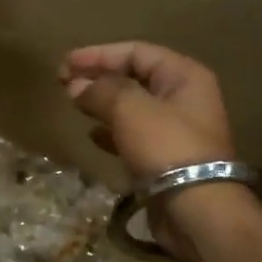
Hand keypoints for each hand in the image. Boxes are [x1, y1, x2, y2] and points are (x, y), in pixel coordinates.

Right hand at [60, 42, 234, 183]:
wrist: (197, 209)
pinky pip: (133, 135)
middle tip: (65, 82)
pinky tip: (92, 136)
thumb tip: (76, 85)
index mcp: (184, 76)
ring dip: (102, 104)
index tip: (67, 63)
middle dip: (98, 77)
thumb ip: (100, 90)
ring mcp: (176, 130)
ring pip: (132, 107)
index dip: (99, 55)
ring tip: (75, 105)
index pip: (136, 52)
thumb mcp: (129, 109)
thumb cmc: (166, 146)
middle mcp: (184, 98)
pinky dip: (111, 131)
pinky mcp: (165, 158)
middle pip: (134, 77)